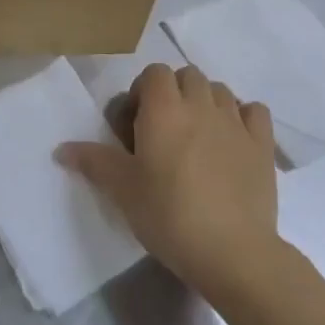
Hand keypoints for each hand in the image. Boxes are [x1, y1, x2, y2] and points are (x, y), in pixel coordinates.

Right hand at [62, 64, 279, 298]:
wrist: (232, 252)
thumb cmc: (168, 214)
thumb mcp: (122, 190)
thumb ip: (93, 161)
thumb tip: (61, 149)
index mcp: (164, 108)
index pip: (154, 73)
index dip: (142, 91)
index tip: (135, 124)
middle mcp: (201, 104)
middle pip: (187, 75)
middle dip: (174, 93)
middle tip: (163, 130)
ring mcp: (236, 122)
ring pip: (220, 90)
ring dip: (205, 102)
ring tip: (196, 136)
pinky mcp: (263, 145)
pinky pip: (255, 111)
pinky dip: (243, 117)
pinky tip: (232, 140)